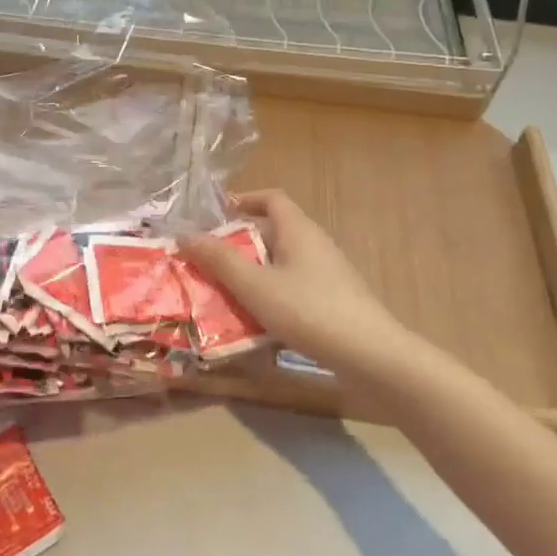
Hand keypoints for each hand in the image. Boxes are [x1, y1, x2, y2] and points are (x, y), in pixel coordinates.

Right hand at [179, 189, 411, 374]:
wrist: (372, 357)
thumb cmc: (309, 311)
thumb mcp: (255, 286)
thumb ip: (219, 260)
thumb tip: (184, 235)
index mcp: (299, 230)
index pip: (272, 198)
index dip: (245, 199)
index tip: (218, 212)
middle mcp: (315, 245)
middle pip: (273, 232)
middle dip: (240, 244)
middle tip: (210, 260)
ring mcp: (329, 274)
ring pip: (282, 264)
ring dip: (253, 273)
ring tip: (225, 293)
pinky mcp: (334, 302)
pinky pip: (294, 288)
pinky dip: (271, 296)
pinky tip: (256, 322)